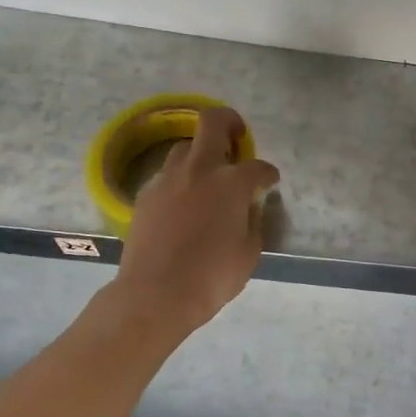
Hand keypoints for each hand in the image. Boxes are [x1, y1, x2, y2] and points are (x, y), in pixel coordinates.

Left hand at [110, 106, 279, 333]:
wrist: (154, 295)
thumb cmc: (211, 277)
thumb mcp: (249, 253)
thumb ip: (253, 222)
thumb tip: (248, 210)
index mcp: (231, 183)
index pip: (259, 167)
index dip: (268, 174)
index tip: (270, 182)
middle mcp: (199, 170)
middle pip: (212, 123)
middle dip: (229, 122)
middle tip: (237, 135)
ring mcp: (168, 180)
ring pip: (184, 147)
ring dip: (200, 154)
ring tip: (207, 176)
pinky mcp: (146, 195)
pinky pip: (167, 176)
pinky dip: (180, 181)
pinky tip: (184, 204)